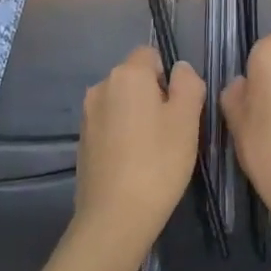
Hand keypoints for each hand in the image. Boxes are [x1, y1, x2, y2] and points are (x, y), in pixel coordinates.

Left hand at [73, 47, 205, 260]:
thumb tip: (180, 70)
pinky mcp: (82, 140)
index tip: (179, 108)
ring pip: (122, 103)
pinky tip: (133, 164)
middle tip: (171, 132)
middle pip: (135, 78)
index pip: (150, 54)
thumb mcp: (187, 120)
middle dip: (154, 96)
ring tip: (153, 151)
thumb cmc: (158, 163)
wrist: (114, 216)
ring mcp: (87, 114)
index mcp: (127, 74)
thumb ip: (188, 84)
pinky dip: (123, 135)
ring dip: (137, 117)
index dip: (168, 76)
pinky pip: (109, 125)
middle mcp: (101, 86)